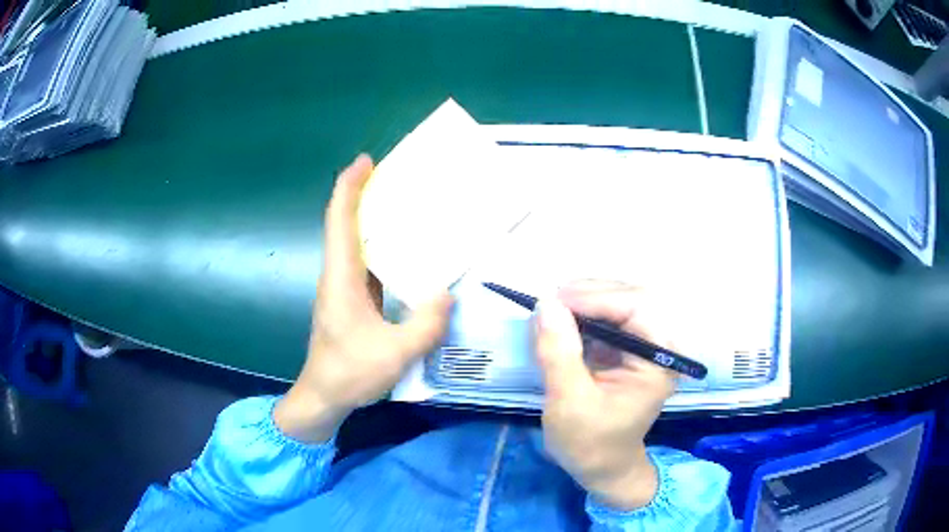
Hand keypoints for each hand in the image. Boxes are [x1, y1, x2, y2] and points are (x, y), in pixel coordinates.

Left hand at [274, 155, 453, 442]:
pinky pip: (367, 266)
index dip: (348, 187)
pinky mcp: (351, 303)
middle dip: (365, 195)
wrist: (323, 398)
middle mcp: (339, 277)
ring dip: (374, 221)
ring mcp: (343, 290)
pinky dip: (383, 251)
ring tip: (409, 208)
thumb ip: (425, 325)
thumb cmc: (350, 374)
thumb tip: (447, 295)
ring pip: (356, 245)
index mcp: (342, 279)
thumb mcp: (395, 354)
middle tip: (399, 178)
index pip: (339, 221)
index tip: (365, 161)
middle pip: (346, 225)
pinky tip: (409, 255)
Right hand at [535, 280, 678, 509]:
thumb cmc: (590, 442)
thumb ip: (559, 353)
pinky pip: (610, 317)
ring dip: (585, 300)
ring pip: (621, 302)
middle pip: (632, 297)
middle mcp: (661, 345)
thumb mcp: (569, 402)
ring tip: (552, 308)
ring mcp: (646, 345)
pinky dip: (584, 314)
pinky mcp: (629, 348)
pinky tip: (563, 320)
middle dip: (591, 293)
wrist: (602, 466)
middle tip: (550, 301)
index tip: (554, 300)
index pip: (639, 308)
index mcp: (661, 360)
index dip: (597, 297)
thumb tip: (545, 304)